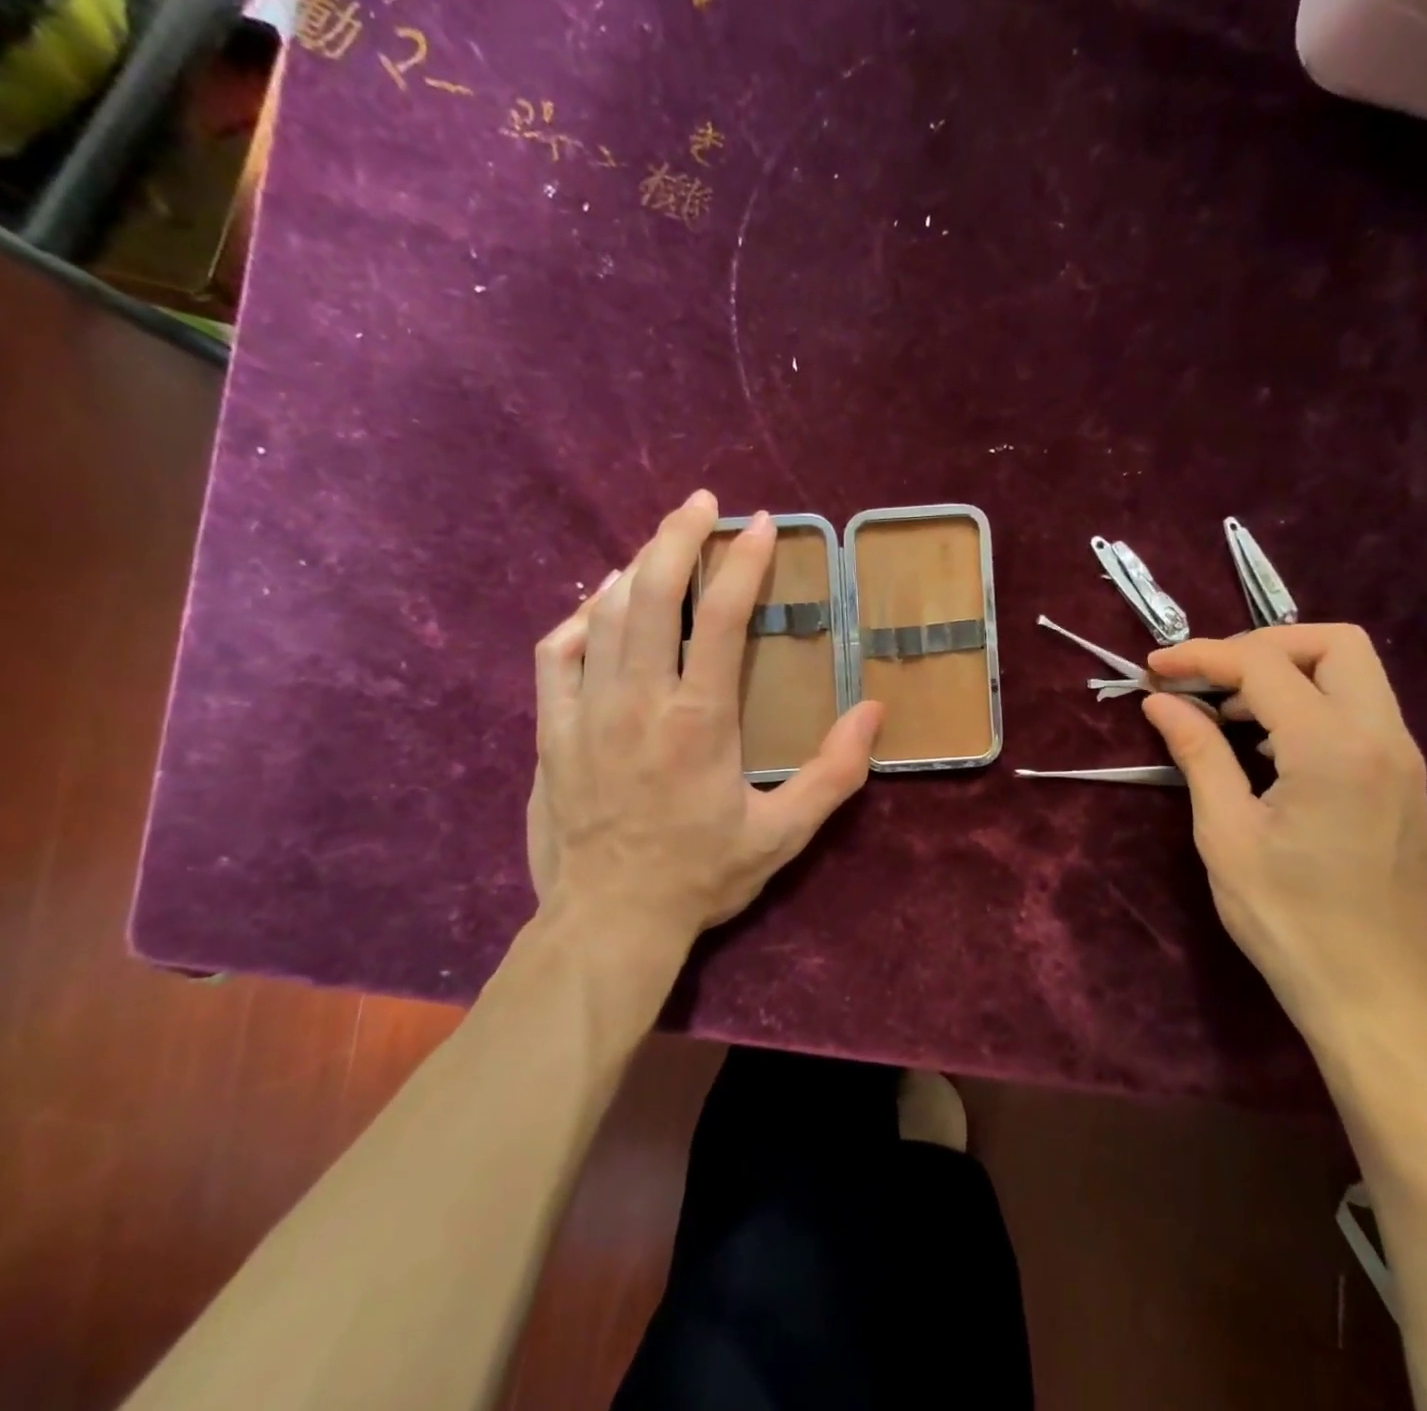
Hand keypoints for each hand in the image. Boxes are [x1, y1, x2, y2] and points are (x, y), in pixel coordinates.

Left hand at [526, 491, 881, 969]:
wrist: (609, 921)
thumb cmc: (701, 875)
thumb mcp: (784, 833)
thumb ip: (835, 772)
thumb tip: (875, 713)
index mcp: (700, 720)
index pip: (725, 618)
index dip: (745, 562)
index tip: (761, 525)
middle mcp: (640, 701)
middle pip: (653, 593)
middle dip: (678, 535)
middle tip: (701, 504)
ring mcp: (587, 712)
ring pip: (603, 614)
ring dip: (636, 568)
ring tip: (660, 547)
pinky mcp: (551, 731)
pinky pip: (555, 655)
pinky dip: (579, 621)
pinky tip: (598, 611)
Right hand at [1141, 626, 1426, 1063]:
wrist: (1380, 999)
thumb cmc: (1290, 921)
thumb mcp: (1226, 835)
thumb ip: (1198, 754)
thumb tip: (1161, 701)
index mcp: (1333, 749)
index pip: (1263, 665)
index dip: (1201, 656)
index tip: (1154, 669)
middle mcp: (1383, 739)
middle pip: (1333, 644)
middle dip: (1260, 645)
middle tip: (1205, 678)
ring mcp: (1403, 760)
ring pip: (1353, 673)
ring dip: (1285, 673)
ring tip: (1224, 712)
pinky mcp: (1403, 783)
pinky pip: (1358, 711)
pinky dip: (1308, 704)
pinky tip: (1264, 745)